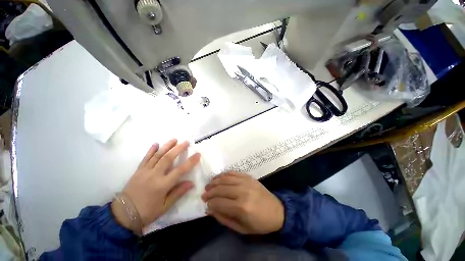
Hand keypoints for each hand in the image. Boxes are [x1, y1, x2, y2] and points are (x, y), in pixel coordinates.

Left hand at [112, 139, 200, 231]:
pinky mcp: (138, 171)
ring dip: (166, 146)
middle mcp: (154, 175)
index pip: (180, 170)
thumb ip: (178, 193)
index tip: (198, 154)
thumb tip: (191, 183)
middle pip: (168, 158)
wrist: (122, 215)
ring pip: (157, 155)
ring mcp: (145, 171)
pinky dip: (151, 150)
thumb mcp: (165, 206)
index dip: (190, 162)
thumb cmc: (147, 212)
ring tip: (174, 139)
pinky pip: (145, 158)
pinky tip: (156, 143)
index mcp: (162, 185)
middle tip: (186, 142)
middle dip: (178, 148)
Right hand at [202, 172, 283, 234]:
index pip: (219, 202)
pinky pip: (233, 173)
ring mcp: (246, 182)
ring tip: (209, 185)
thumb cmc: (260, 223)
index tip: (205, 204)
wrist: (277, 211)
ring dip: (215, 181)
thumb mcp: (242, 228)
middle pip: (221, 189)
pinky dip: (224, 174)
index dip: (210, 203)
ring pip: (226, 179)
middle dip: (210, 191)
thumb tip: (210, 210)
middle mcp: (243, 191)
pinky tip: (219, 177)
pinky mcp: (249, 177)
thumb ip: (224, 219)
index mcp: (242, 207)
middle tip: (204, 194)